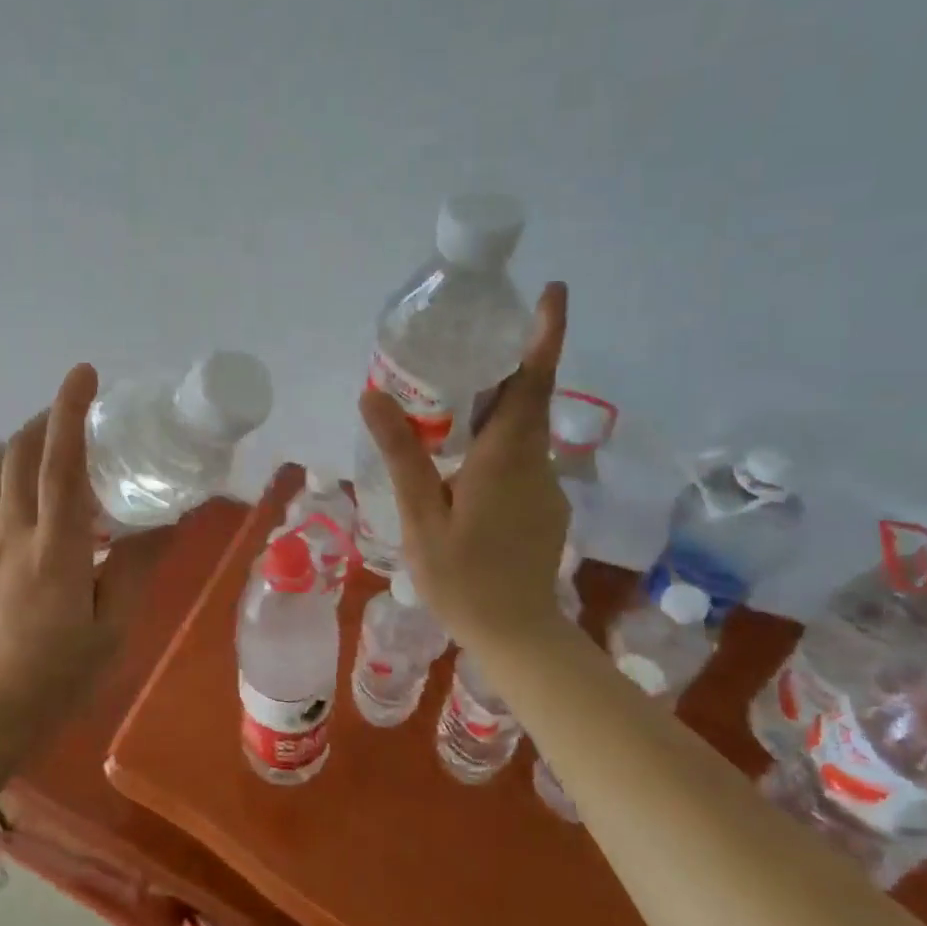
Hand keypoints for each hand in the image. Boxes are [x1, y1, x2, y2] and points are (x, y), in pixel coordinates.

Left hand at [0, 364, 147, 736]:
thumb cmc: (58, 671)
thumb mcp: (112, 625)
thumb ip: (137, 565)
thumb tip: (168, 519)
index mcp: (55, 548)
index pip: (61, 463)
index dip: (70, 411)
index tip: (83, 375)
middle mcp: (10, 531)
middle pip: (22, 451)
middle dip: (47, 418)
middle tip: (75, 412)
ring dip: (23, 442)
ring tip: (49, 442)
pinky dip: (1, 471)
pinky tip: (16, 482)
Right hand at [359, 281, 574, 652]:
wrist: (517, 635)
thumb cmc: (463, 577)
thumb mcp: (422, 515)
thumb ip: (403, 453)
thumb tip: (373, 394)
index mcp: (507, 457)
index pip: (533, 382)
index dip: (546, 334)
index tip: (553, 290)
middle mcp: (535, 463)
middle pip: (527, 398)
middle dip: (507, 361)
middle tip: (468, 337)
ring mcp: (545, 486)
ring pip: (523, 430)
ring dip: (496, 403)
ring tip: (451, 394)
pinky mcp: (544, 506)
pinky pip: (521, 456)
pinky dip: (497, 438)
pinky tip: (461, 456)